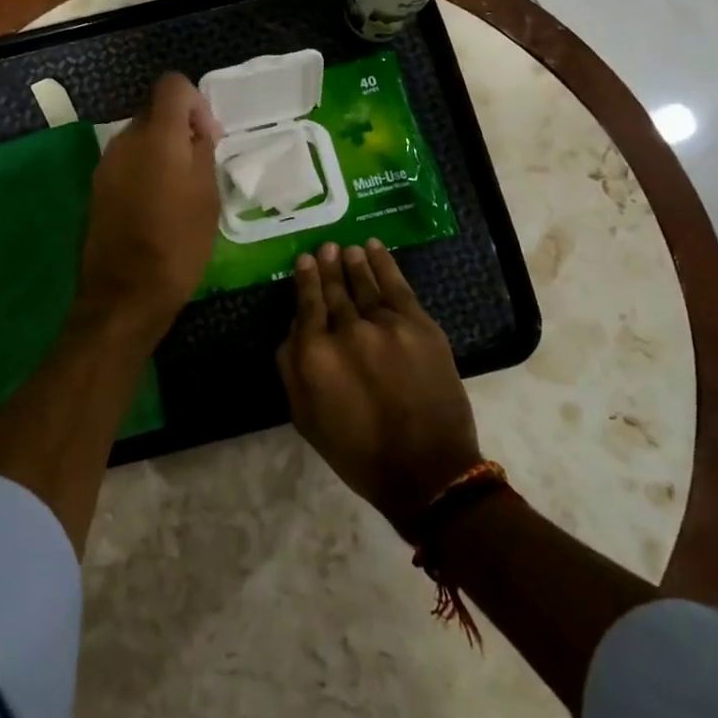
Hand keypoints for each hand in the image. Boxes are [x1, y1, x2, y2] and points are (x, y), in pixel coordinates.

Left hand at [74, 73, 220, 334]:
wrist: (126, 292)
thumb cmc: (178, 243)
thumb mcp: (207, 195)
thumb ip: (202, 151)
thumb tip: (197, 130)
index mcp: (157, 136)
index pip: (172, 85)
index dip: (195, 102)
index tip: (207, 136)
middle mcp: (125, 140)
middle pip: (154, 112)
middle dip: (179, 128)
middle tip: (200, 165)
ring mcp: (106, 163)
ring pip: (140, 138)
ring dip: (161, 151)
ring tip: (179, 190)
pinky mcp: (97, 186)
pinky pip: (126, 162)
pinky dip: (144, 170)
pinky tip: (156, 205)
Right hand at [276, 240, 483, 538]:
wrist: (427, 470)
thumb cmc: (357, 450)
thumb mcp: (305, 416)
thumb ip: (291, 366)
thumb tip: (293, 326)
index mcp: (315, 354)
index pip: (306, 304)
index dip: (305, 279)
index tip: (304, 260)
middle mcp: (346, 331)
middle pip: (334, 289)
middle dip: (327, 266)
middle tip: (325, 248)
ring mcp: (385, 325)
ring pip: (364, 283)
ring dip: (354, 263)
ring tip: (347, 249)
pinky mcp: (419, 326)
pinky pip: (397, 286)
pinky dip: (385, 264)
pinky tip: (374, 249)